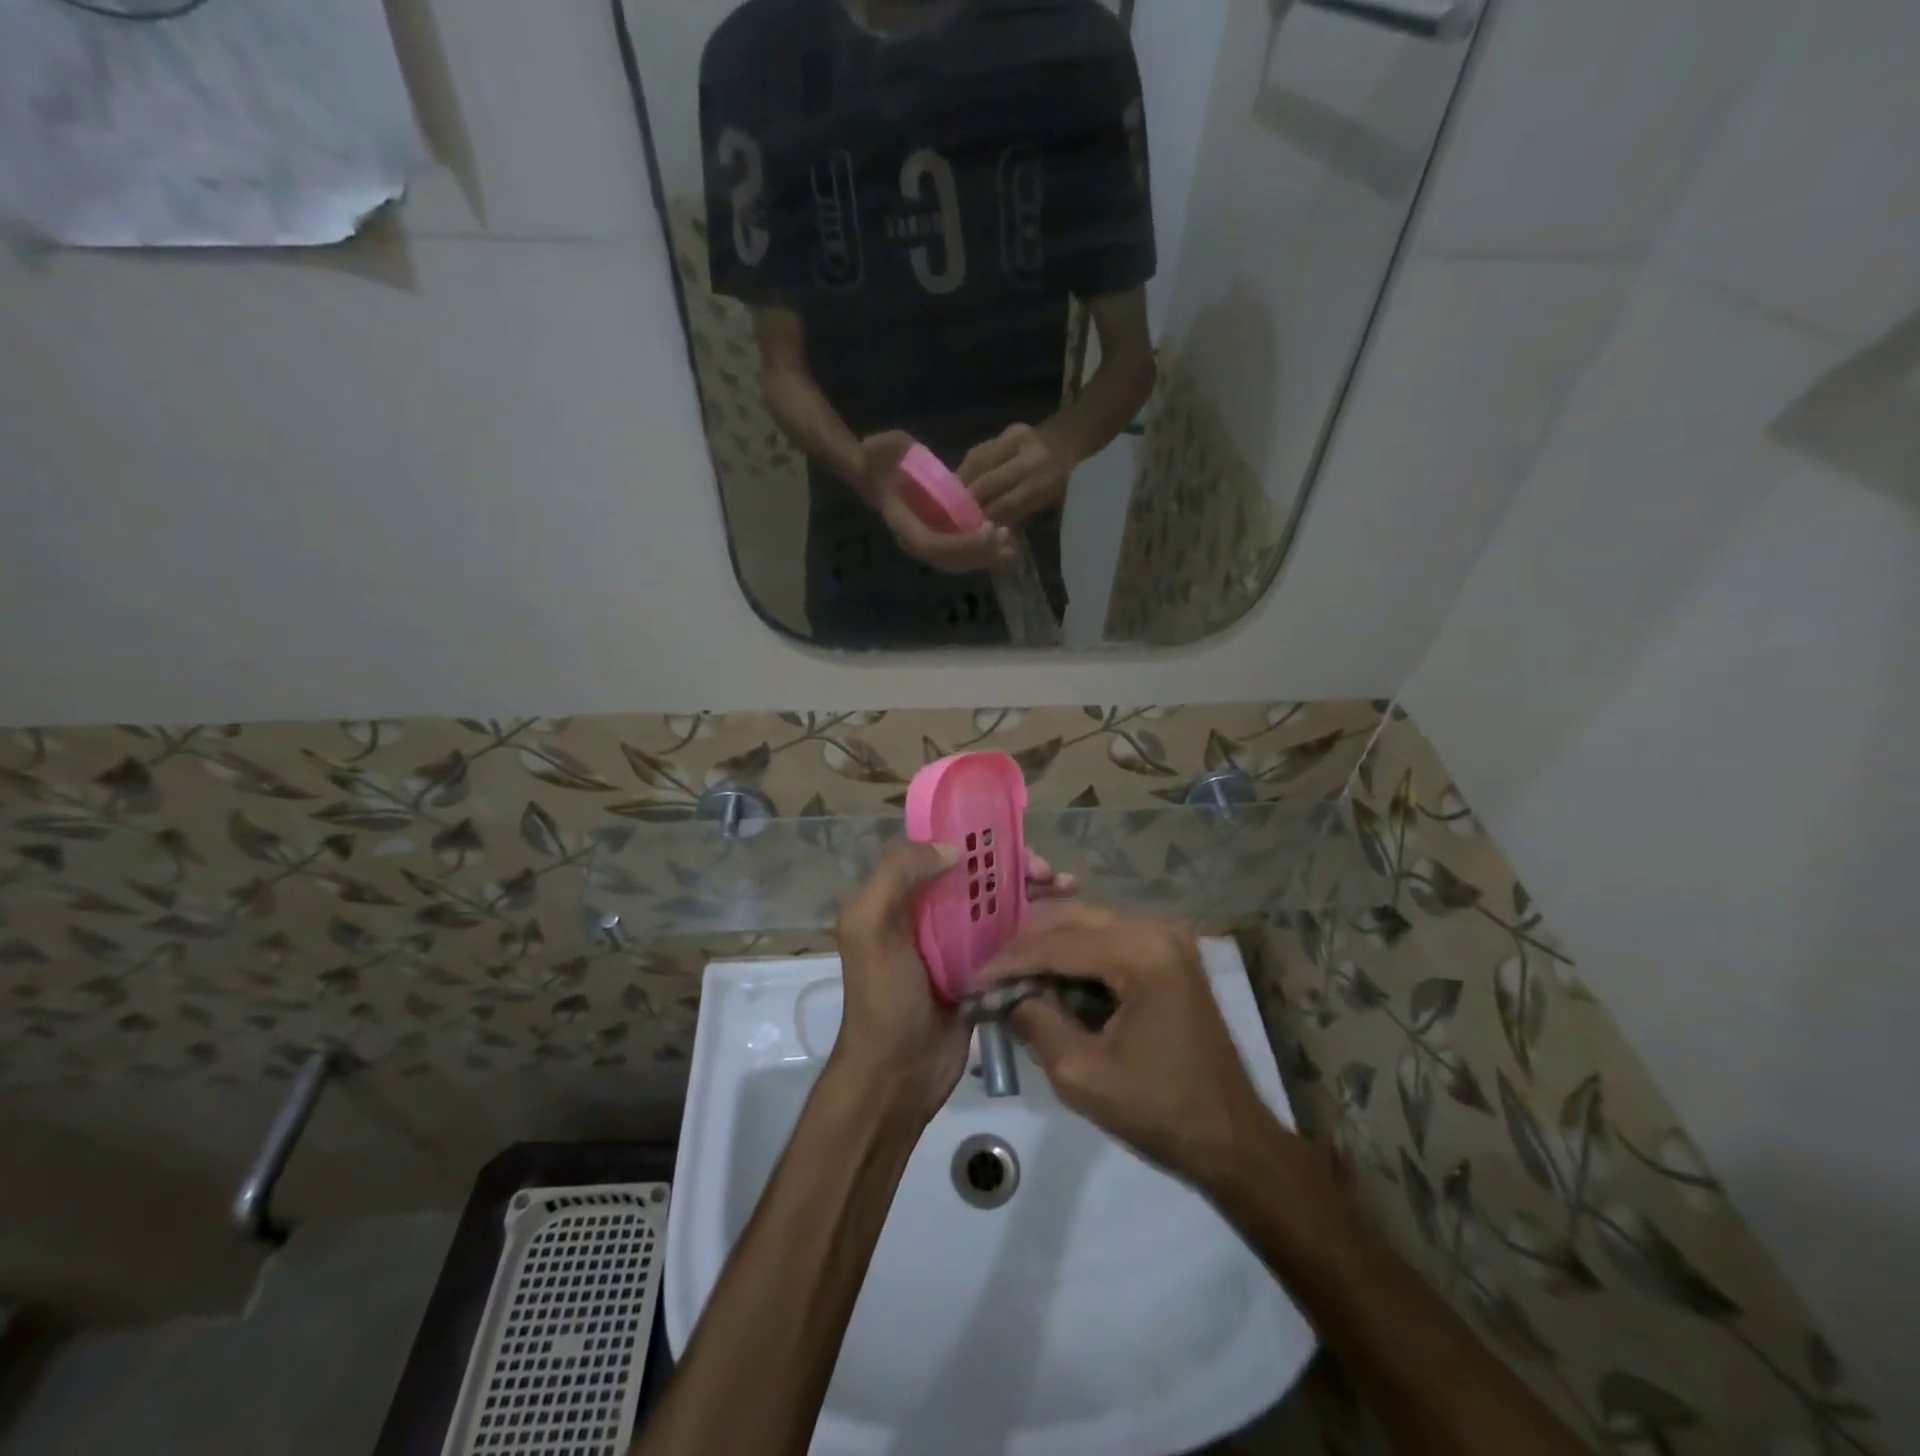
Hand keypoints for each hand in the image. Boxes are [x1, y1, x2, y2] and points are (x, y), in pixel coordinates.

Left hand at [832, 842, 1079, 1125]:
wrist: (897, 1075)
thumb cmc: (883, 998)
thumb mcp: (870, 927)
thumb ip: (897, 875)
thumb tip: (953, 848)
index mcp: (900, 895)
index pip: (943, 848)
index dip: (980, 838)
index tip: (1015, 841)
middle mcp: (930, 911)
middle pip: (979, 874)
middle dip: (1016, 865)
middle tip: (1050, 873)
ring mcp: (959, 942)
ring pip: (1000, 902)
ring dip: (1033, 891)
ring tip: (1069, 888)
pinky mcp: (984, 970)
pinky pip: (1013, 938)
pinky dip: (1037, 925)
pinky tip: (1067, 923)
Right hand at [862, 431, 1017, 575]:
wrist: (876, 465)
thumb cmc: (878, 457)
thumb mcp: (873, 452)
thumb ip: (877, 459)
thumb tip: (869, 455)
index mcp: (900, 523)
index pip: (931, 545)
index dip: (960, 543)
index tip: (987, 527)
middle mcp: (913, 540)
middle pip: (949, 560)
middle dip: (979, 553)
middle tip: (1006, 538)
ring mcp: (927, 540)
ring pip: (959, 561)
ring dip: (986, 556)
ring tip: (1011, 545)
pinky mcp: (940, 535)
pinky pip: (963, 553)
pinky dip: (984, 550)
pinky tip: (1003, 541)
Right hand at [958, 423, 1074, 525]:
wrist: (1073, 443)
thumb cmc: (1063, 484)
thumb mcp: (1048, 506)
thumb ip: (1018, 515)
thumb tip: (989, 528)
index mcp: (1045, 482)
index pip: (1004, 505)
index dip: (985, 520)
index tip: (970, 533)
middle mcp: (1030, 458)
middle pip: (987, 483)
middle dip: (969, 503)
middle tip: (955, 519)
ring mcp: (1017, 439)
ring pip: (977, 464)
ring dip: (962, 484)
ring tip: (951, 501)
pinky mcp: (1007, 430)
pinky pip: (978, 452)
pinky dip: (966, 469)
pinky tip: (958, 483)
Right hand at [976, 906, 1273, 1190]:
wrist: (1232, 1139)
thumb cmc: (1159, 1111)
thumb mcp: (1081, 1075)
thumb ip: (1036, 1024)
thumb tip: (1004, 997)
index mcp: (1142, 953)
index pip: (1058, 943)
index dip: (1009, 961)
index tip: (971, 981)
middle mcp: (1157, 929)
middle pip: (1073, 919)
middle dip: (1027, 946)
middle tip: (989, 975)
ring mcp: (1168, 938)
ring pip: (1089, 925)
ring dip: (1049, 948)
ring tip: (1012, 977)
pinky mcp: (1169, 954)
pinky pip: (1109, 940)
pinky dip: (1076, 957)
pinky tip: (1049, 979)